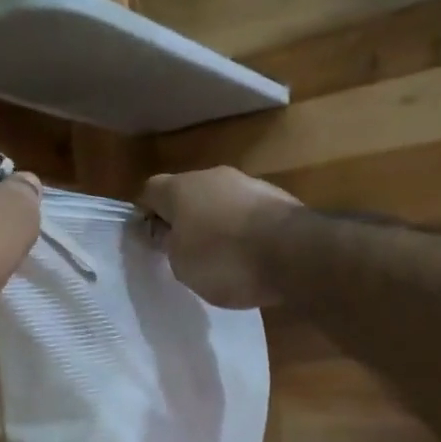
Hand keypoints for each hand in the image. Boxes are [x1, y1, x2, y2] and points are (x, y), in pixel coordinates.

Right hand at [141, 168, 301, 308]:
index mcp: (180, 188)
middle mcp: (213, 176)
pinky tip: (249, 255)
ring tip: (221, 256)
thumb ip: (169, 245)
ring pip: (220, 201)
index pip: (149, 191)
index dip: (146, 215)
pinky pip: (247, 213)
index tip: (149, 240)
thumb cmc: (225, 260)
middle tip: (184, 250)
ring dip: (216, 222)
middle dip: (184, 218)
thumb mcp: (182, 265)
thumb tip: (169, 233)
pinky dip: (243, 230)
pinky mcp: (278, 198)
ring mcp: (249, 183)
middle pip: (188, 194)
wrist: (295, 253)